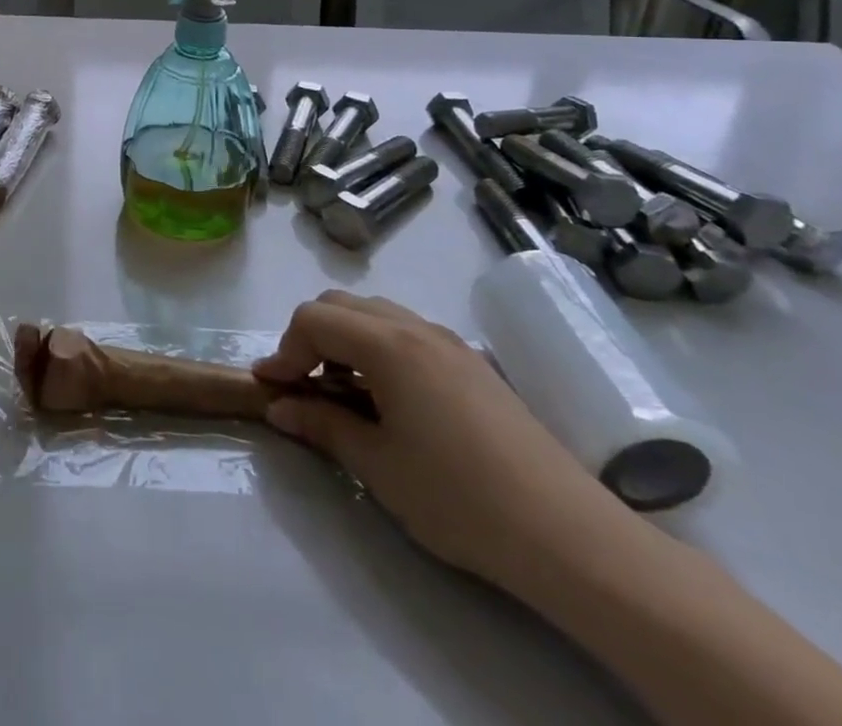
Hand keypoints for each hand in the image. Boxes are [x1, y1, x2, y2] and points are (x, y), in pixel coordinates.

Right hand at [254, 291, 640, 589]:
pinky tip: (388, 400)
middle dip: (310, 337)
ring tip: (342, 393)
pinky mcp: (473, 365)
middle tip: (303, 385)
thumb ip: (322, 426)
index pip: (313, 320)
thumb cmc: (459, 499)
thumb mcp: (378, 466)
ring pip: (376, 314)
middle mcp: (415, 327)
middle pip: (341, 304)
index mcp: (387, 344)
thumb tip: (280, 408)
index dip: (284, 350)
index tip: (272, 389)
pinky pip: (407, 333)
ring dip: (345, 340)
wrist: (569, 536)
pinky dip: (378, 349)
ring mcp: (449, 342)